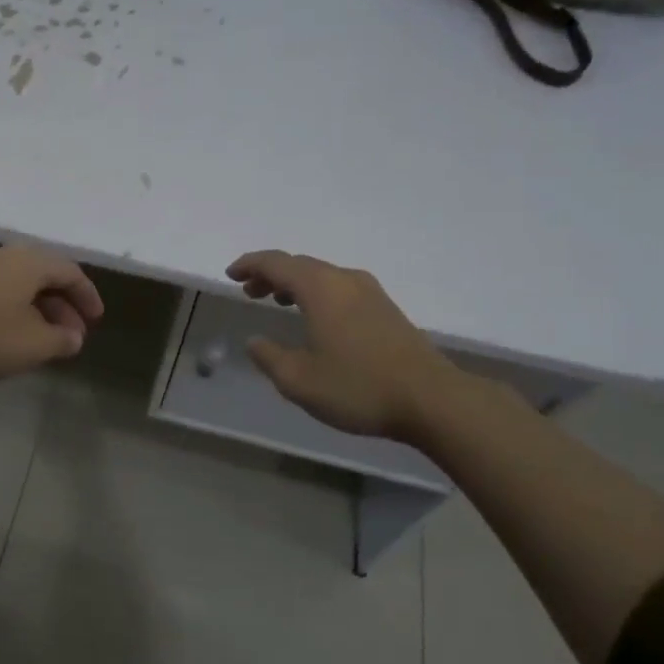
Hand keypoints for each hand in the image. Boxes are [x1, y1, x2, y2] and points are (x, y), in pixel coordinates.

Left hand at [0, 245, 104, 384]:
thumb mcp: (32, 346)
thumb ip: (61, 340)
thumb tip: (73, 336)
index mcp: (29, 262)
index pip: (70, 272)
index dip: (87, 297)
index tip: (95, 321)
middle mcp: (5, 254)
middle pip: (44, 274)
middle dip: (63, 305)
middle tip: (71, 336)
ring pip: (20, 282)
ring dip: (38, 308)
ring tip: (43, 339)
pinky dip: (14, 307)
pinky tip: (10, 332)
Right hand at [226, 250, 463, 444]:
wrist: (432, 400)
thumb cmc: (358, 387)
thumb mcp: (299, 380)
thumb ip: (269, 357)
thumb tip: (255, 340)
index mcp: (320, 289)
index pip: (276, 263)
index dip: (250, 264)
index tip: (231, 274)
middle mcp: (345, 280)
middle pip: (300, 264)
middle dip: (270, 273)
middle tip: (249, 291)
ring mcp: (371, 292)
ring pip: (322, 274)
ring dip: (295, 282)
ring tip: (277, 300)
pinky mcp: (387, 309)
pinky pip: (340, 287)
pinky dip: (317, 292)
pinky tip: (316, 317)